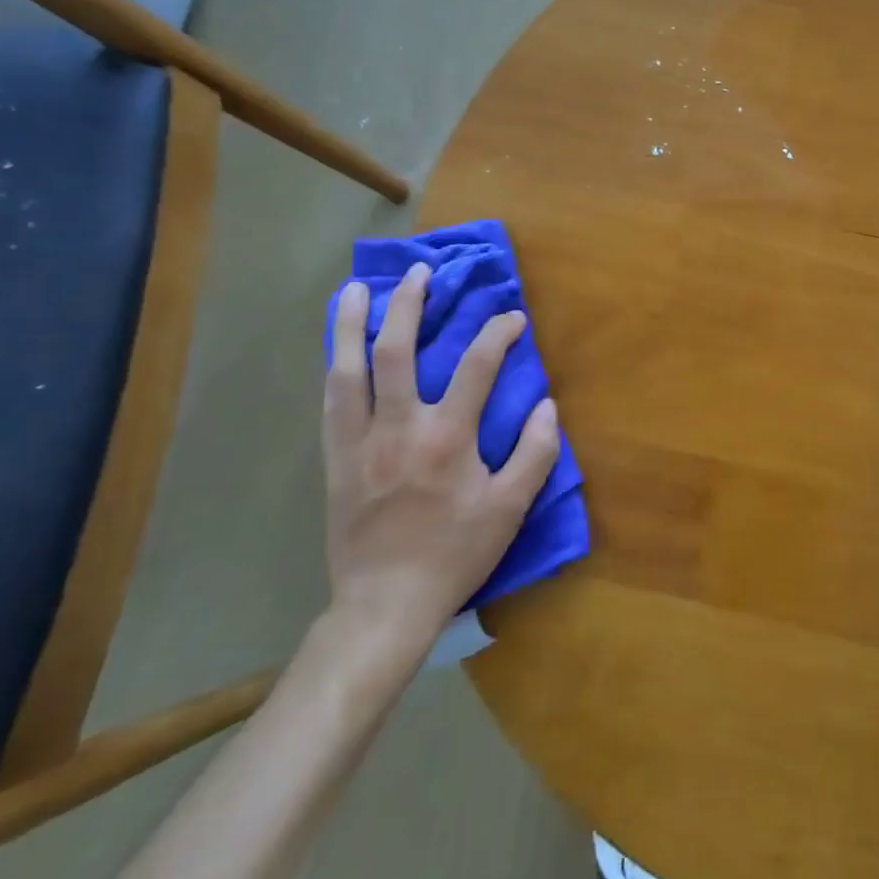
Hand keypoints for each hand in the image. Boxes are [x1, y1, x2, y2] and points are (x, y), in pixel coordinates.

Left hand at [322, 263, 559, 659]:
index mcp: (447, 437)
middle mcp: (399, 428)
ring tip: (356, 289)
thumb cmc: (455, 554)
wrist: (384, 604)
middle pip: (396, 351)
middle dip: (408, 304)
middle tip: (419, 273)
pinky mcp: (335, 459)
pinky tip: (339, 349)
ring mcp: (359, 442)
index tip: (512, 318)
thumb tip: (548, 405)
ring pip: (349, 370)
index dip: (498, 332)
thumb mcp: (510, 509)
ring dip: (351, 324)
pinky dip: (336, 366)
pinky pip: (330, 402)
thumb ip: (535, 453)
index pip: (477, 365)